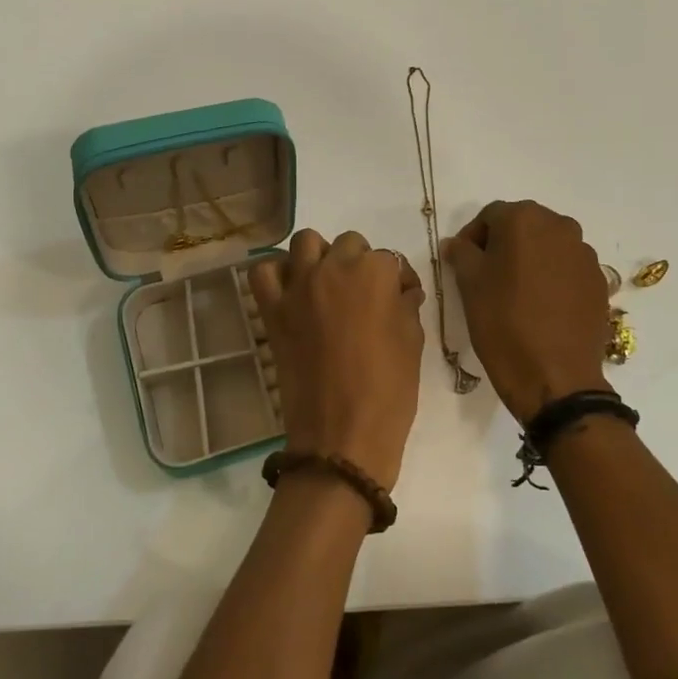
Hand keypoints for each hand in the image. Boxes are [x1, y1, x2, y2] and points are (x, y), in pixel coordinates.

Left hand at [249, 230, 424, 489]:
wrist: (342, 436)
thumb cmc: (389, 391)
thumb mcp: (412, 342)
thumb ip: (406, 305)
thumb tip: (402, 290)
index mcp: (375, 273)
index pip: (389, 259)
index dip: (396, 281)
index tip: (399, 300)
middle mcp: (334, 268)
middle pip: (348, 244)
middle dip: (360, 263)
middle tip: (364, 296)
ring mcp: (299, 286)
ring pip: (306, 242)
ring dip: (320, 256)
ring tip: (328, 285)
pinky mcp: (273, 309)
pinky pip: (264, 271)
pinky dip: (277, 273)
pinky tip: (292, 290)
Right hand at [443, 200, 611, 422]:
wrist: (555, 376)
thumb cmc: (503, 323)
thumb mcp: (469, 285)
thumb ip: (461, 254)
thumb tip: (457, 244)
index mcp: (524, 220)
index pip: (490, 216)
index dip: (472, 237)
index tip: (463, 263)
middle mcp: (560, 227)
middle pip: (523, 225)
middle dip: (503, 244)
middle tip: (487, 276)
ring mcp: (584, 254)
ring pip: (548, 246)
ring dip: (530, 259)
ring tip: (516, 293)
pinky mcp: (599, 281)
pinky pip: (568, 269)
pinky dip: (552, 278)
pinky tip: (541, 307)